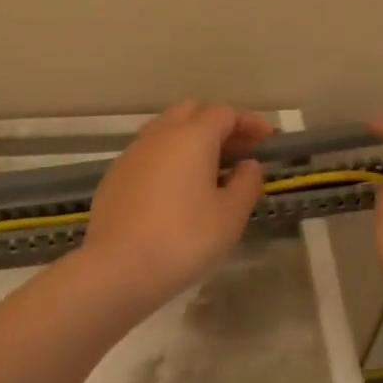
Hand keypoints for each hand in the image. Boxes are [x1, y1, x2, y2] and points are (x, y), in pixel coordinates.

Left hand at [81, 102, 274, 311]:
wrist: (117, 269)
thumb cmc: (184, 239)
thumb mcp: (230, 216)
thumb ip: (246, 184)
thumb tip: (247, 164)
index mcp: (192, 136)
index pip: (225, 113)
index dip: (249, 121)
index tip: (267, 138)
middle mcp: (159, 135)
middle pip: (192, 112)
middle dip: (218, 124)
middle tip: (239, 150)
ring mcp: (132, 154)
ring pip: (166, 130)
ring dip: (190, 139)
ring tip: (209, 168)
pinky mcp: (114, 176)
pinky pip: (148, 153)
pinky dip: (168, 158)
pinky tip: (175, 188)